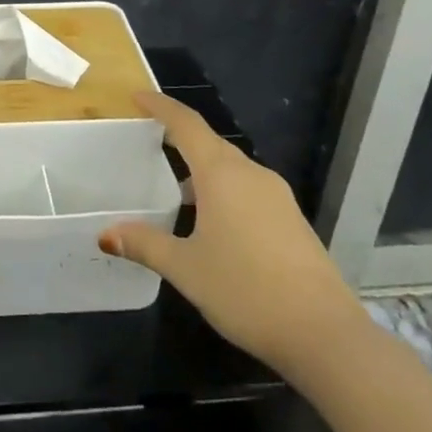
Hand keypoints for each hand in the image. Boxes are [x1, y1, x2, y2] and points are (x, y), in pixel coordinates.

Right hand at [100, 91, 367, 381]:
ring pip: (231, 167)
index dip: (160, 106)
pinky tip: (212, 221)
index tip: (137, 97)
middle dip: (179, 136)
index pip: (186, 124)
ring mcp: (277, 196)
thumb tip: (106, 234)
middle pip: (209, 142)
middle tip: (149, 140)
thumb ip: (145, 245)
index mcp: (222, 174)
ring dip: (202, 167)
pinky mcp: (291, 219)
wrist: (325, 334)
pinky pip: (248, 188)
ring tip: (175, 187)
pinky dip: (222, 189)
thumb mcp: (186, 269)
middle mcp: (251, 174)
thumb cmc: (246, 291)